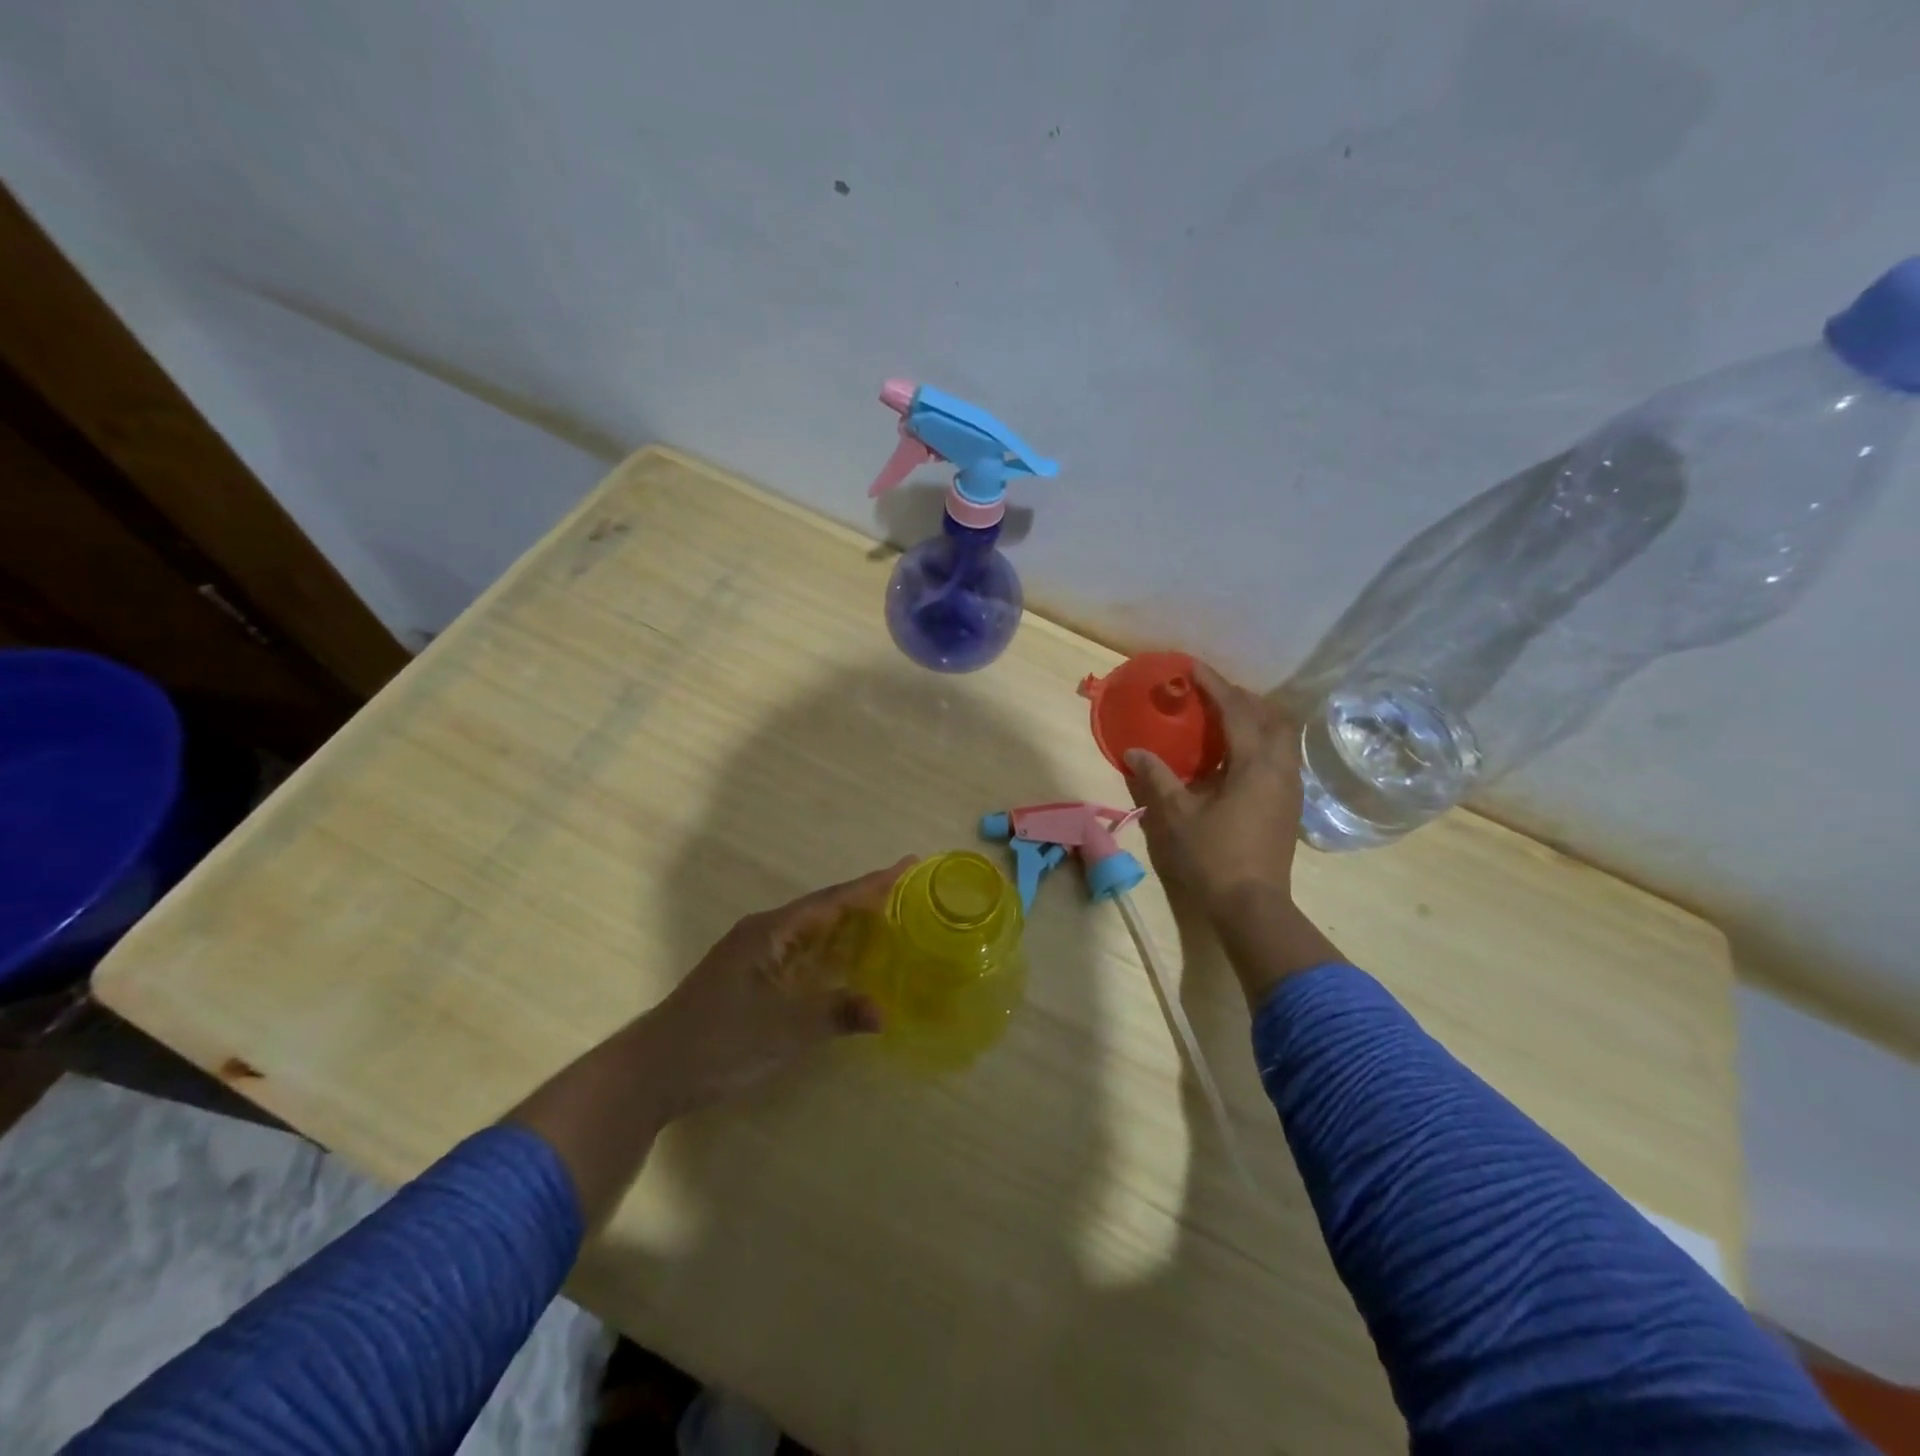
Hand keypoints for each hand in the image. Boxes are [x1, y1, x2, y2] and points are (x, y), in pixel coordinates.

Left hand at [639, 859, 911, 1118]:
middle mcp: (763, 933)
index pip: (832, 901)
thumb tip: (883, 1012)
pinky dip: (829, 950)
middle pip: (824, 908)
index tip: (907, 865)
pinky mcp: (749, 977)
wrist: (651, 1072)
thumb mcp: (782, 1030)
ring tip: (888, 917)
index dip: (871, 885)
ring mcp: (754, 955)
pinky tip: (847, 961)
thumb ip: (834, 1015)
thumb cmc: (717, 1042)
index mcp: (770, 932)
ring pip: (811, 930)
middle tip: (907, 889)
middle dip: (864, 899)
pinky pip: (801, 951)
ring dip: (848, 923)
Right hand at [1124, 662, 1302, 914]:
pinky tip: (1234, 755)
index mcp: (1255, 764)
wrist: (1252, 904)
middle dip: (1241, 697)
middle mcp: (1280, 767)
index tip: (1191, 667)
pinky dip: (1259, 741)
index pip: (1236, 710)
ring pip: (1280, 735)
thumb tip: (1135, 751)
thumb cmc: (1213, 857)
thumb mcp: (1176, 815)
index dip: (1214, 684)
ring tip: (1222, 719)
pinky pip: (1279, 754)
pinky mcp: (1289, 803)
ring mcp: (1290, 786)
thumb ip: (1157, 777)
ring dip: (1254, 718)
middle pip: (1270, 715)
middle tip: (1210, 694)